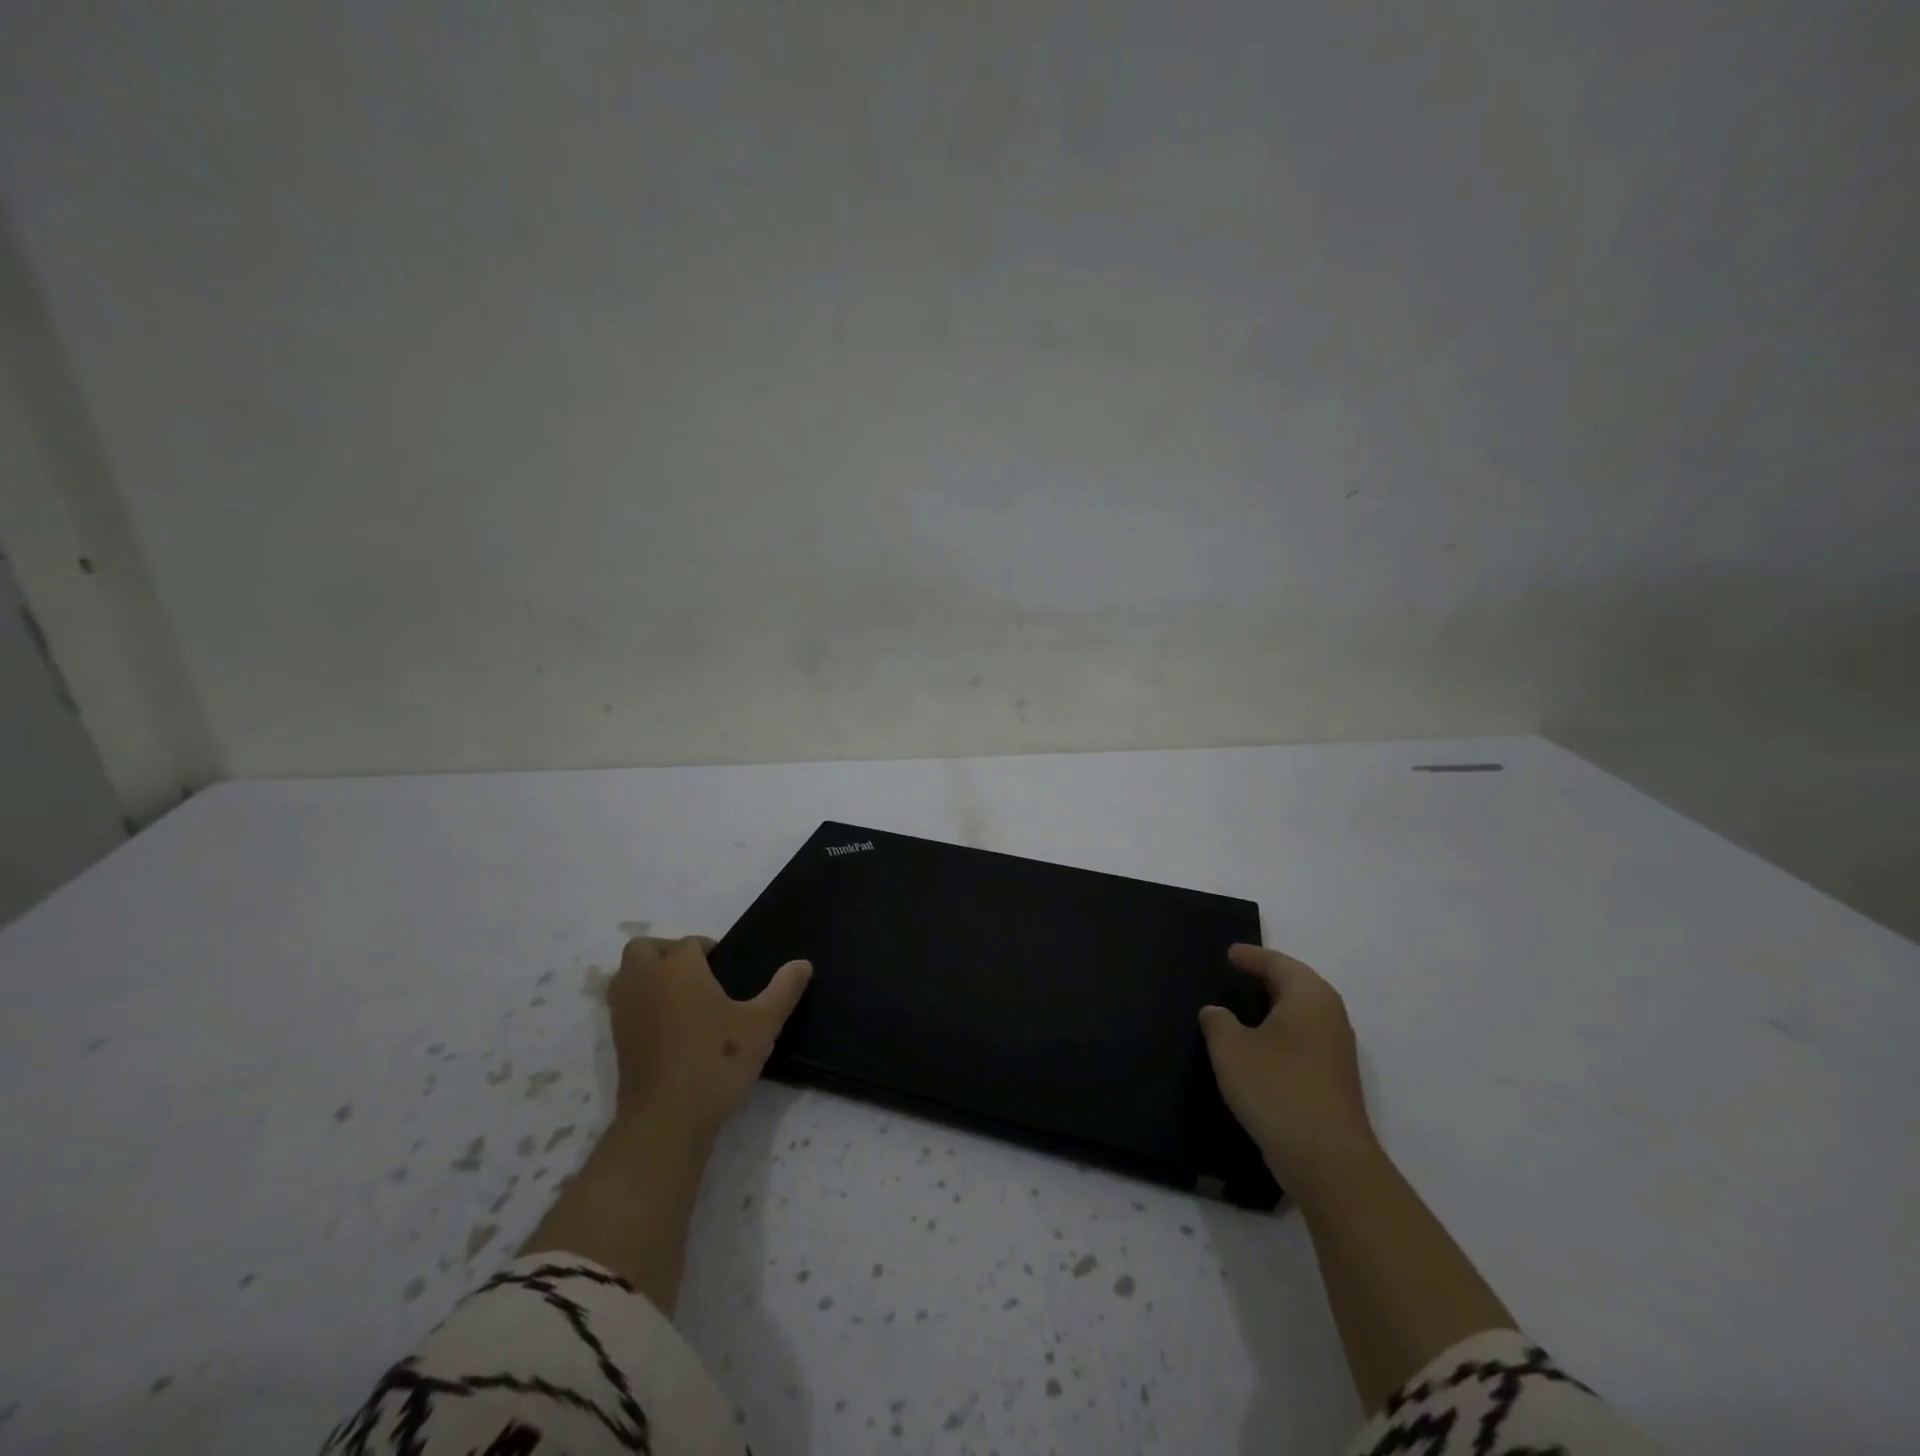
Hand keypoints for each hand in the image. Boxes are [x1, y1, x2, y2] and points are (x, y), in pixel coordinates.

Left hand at [607, 936, 811, 1140]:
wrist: (666, 1119)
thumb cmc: (716, 1060)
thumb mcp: (762, 1024)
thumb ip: (784, 990)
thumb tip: (803, 963)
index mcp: (678, 968)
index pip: (690, 942)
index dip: (709, 949)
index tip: (727, 968)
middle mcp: (644, 981)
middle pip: (644, 948)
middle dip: (666, 952)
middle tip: (696, 973)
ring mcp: (625, 1012)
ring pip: (626, 975)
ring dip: (648, 975)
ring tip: (681, 997)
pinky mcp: (617, 1041)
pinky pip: (624, 1005)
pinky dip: (641, 1004)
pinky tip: (669, 1026)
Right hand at [1199, 943, 1376, 1189]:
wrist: (1327, 1161)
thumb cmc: (1276, 1088)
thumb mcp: (1231, 1049)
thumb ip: (1218, 1022)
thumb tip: (1216, 1012)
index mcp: (1309, 997)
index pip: (1278, 963)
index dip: (1252, 957)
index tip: (1230, 953)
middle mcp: (1330, 1017)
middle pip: (1296, 985)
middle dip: (1266, 978)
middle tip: (1237, 974)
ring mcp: (1337, 1051)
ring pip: (1302, 1015)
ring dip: (1275, 1009)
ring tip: (1243, 1008)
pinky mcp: (1335, 1081)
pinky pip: (1304, 1041)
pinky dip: (1281, 1034)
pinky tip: (1259, 1048)